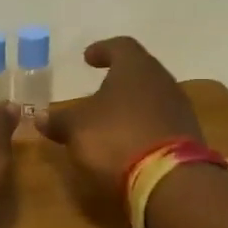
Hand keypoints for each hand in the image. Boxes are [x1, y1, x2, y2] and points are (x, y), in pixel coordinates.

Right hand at [37, 36, 202, 197]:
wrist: (169, 181)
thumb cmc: (116, 139)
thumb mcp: (77, 129)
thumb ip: (59, 120)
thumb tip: (40, 116)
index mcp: (136, 68)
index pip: (121, 46)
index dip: (102, 50)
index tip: (87, 58)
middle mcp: (162, 81)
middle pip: (140, 71)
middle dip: (119, 79)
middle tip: (99, 87)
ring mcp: (179, 109)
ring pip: (152, 97)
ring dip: (132, 104)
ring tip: (111, 117)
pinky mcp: (188, 137)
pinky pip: (161, 122)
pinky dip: (143, 126)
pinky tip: (129, 140)